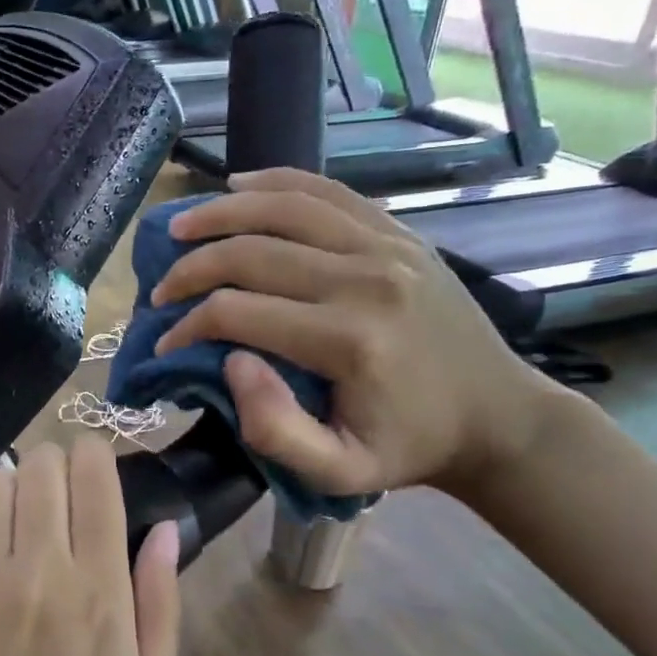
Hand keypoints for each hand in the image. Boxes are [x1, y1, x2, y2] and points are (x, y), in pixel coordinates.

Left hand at [0, 442, 180, 655]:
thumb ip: (159, 608)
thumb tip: (164, 529)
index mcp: (97, 595)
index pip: (94, 479)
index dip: (93, 455)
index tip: (92, 465)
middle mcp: (34, 573)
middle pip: (40, 468)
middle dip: (52, 466)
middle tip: (53, 498)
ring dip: (7, 488)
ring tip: (12, 522)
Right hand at [149, 167, 560, 499]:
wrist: (497, 416)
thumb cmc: (409, 448)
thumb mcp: (340, 473)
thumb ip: (275, 431)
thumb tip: (231, 363)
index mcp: (348, 340)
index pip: (236, 312)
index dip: (187, 326)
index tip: (164, 344)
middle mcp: (364, 279)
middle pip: (250, 252)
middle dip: (190, 269)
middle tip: (160, 291)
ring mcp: (386, 246)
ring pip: (283, 208)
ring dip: (220, 213)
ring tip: (179, 227)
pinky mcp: (398, 233)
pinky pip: (327, 191)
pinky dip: (277, 181)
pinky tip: (239, 184)